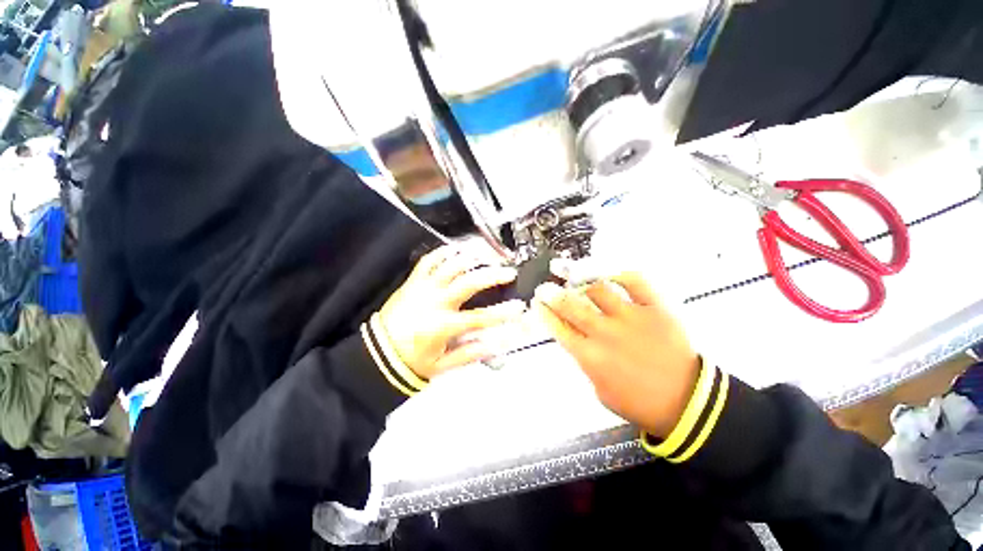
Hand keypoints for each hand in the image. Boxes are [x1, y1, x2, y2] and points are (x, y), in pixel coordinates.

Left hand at [379, 244, 525, 379]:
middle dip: (493, 275)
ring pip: (450, 265)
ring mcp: (423, 288)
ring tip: (488, 255)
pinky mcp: (414, 281)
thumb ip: (472, 353)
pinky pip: (429, 260)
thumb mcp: (444, 365)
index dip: (503, 312)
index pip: (480, 317)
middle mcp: (434, 302)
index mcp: (442, 325)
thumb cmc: (412, 360)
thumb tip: (497, 344)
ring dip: (471, 258)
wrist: (378, 353)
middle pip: (468, 282)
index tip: (519, 307)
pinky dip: (443, 252)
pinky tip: (456, 248)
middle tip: (509, 272)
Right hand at [533, 273, 699, 437]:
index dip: (545, 312)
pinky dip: (621, 275)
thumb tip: (577, 339)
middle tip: (546, 288)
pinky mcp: (655, 309)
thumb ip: (585, 361)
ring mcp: (631, 317)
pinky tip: (611, 277)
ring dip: (584, 284)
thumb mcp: (600, 390)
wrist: (686, 402)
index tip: (538, 302)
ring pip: (599, 289)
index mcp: (591, 356)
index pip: (559, 327)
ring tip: (579, 283)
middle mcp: (606, 333)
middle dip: (553, 294)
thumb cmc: (638, 401)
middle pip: (571, 305)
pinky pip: (635, 282)